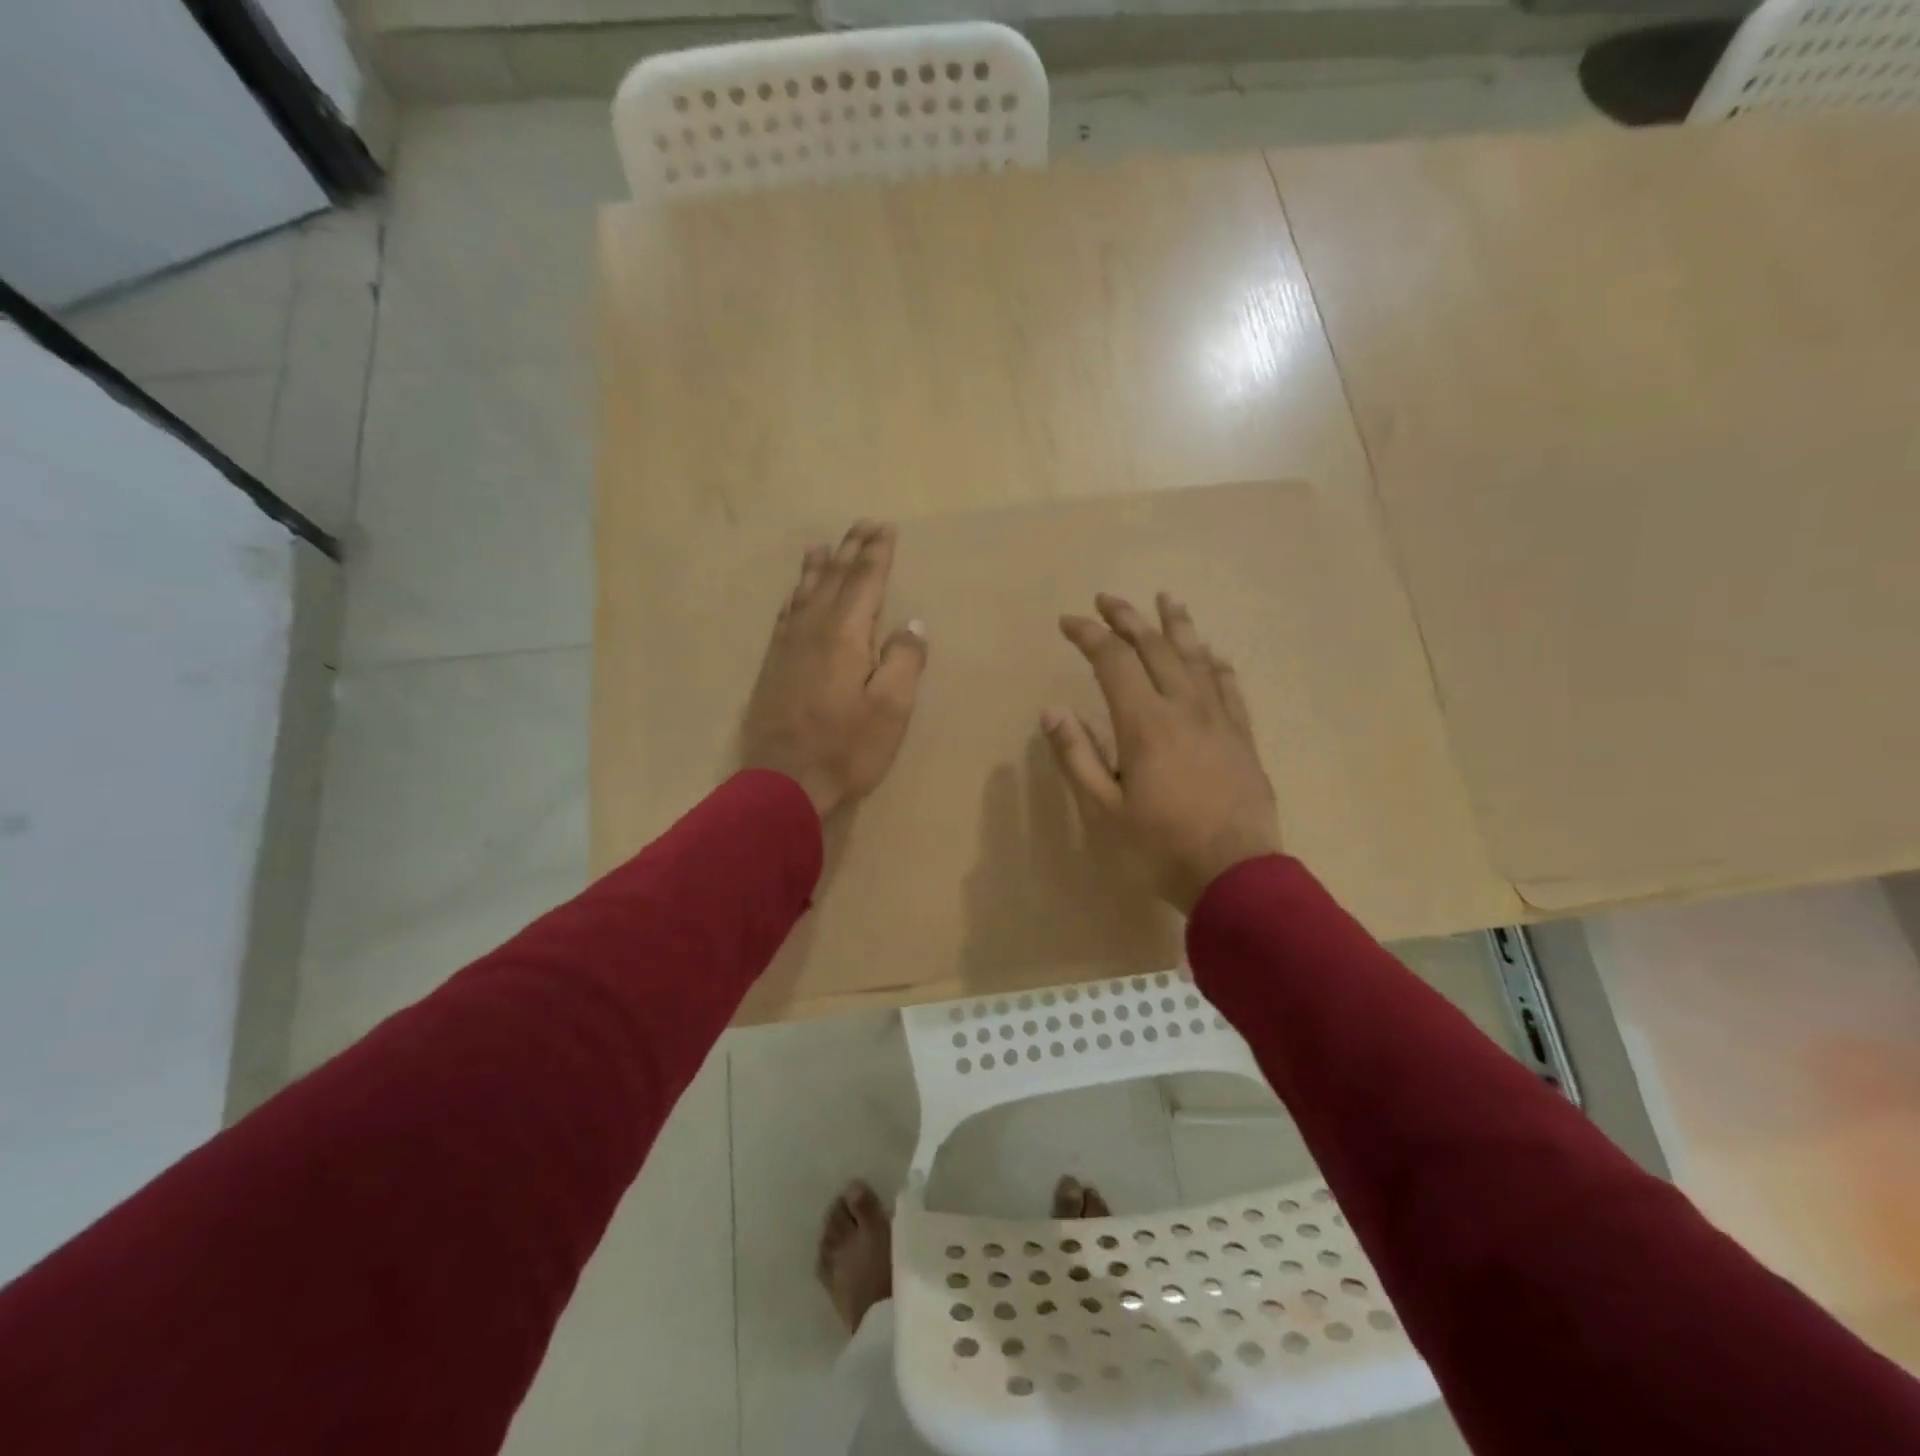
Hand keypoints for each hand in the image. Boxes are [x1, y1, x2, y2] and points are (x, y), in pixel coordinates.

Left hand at [741, 521, 927, 819]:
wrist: (783, 782)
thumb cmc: (846, 747)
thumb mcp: (891, 708)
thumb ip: (904, 661)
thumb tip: (912, 625)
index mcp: (845, 634)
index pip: (865, 581)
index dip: (877, 553)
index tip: (886, 528)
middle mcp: (812, 629)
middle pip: (833, 578)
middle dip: (850, 550)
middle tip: (863, 525)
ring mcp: (787, 646)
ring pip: (804, 593)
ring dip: (818, 566)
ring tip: (823, 546)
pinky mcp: (772, 666)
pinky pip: (785, 615)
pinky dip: (795, 596)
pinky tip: (795, 596)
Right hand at [1044, 593, 1280, 911]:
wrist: (1236, 875)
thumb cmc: (1160, 847)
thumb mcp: (1104, 809)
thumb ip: (1077, 756)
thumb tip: (1052, 710)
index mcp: (1144, 723)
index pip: (1113, 661)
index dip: (1089, 635)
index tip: (1068, 622)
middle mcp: (1184, 708)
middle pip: (1155, 647)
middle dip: (1128, 619)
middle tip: (1107, 599)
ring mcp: (1219, 720)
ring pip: (1197, 658)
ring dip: (1177, 625)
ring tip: (1166, 599)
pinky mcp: (1243, 737)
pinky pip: (1230, 687)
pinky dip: (1216, 663)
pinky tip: (1213, 653)